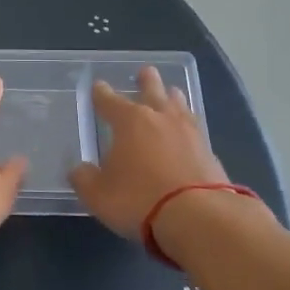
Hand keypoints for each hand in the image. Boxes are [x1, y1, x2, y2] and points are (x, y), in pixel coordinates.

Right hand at [69, 68, 256, 240]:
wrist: (198, 217)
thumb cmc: (138, 199)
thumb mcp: (97, 194)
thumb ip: (84, 178)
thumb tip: (79, 170)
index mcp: (129, 121)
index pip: (109, 100)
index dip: (101, 94)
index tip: (98, 87)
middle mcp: (160, 118)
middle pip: (152, 91)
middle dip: (146, 82)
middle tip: (145, 72)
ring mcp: (189, 132)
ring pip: (178, 105)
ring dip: (171, 97)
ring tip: (170, 93)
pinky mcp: (209, 151)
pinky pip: (194, 127)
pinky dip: (187, 123)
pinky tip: (188, 128)